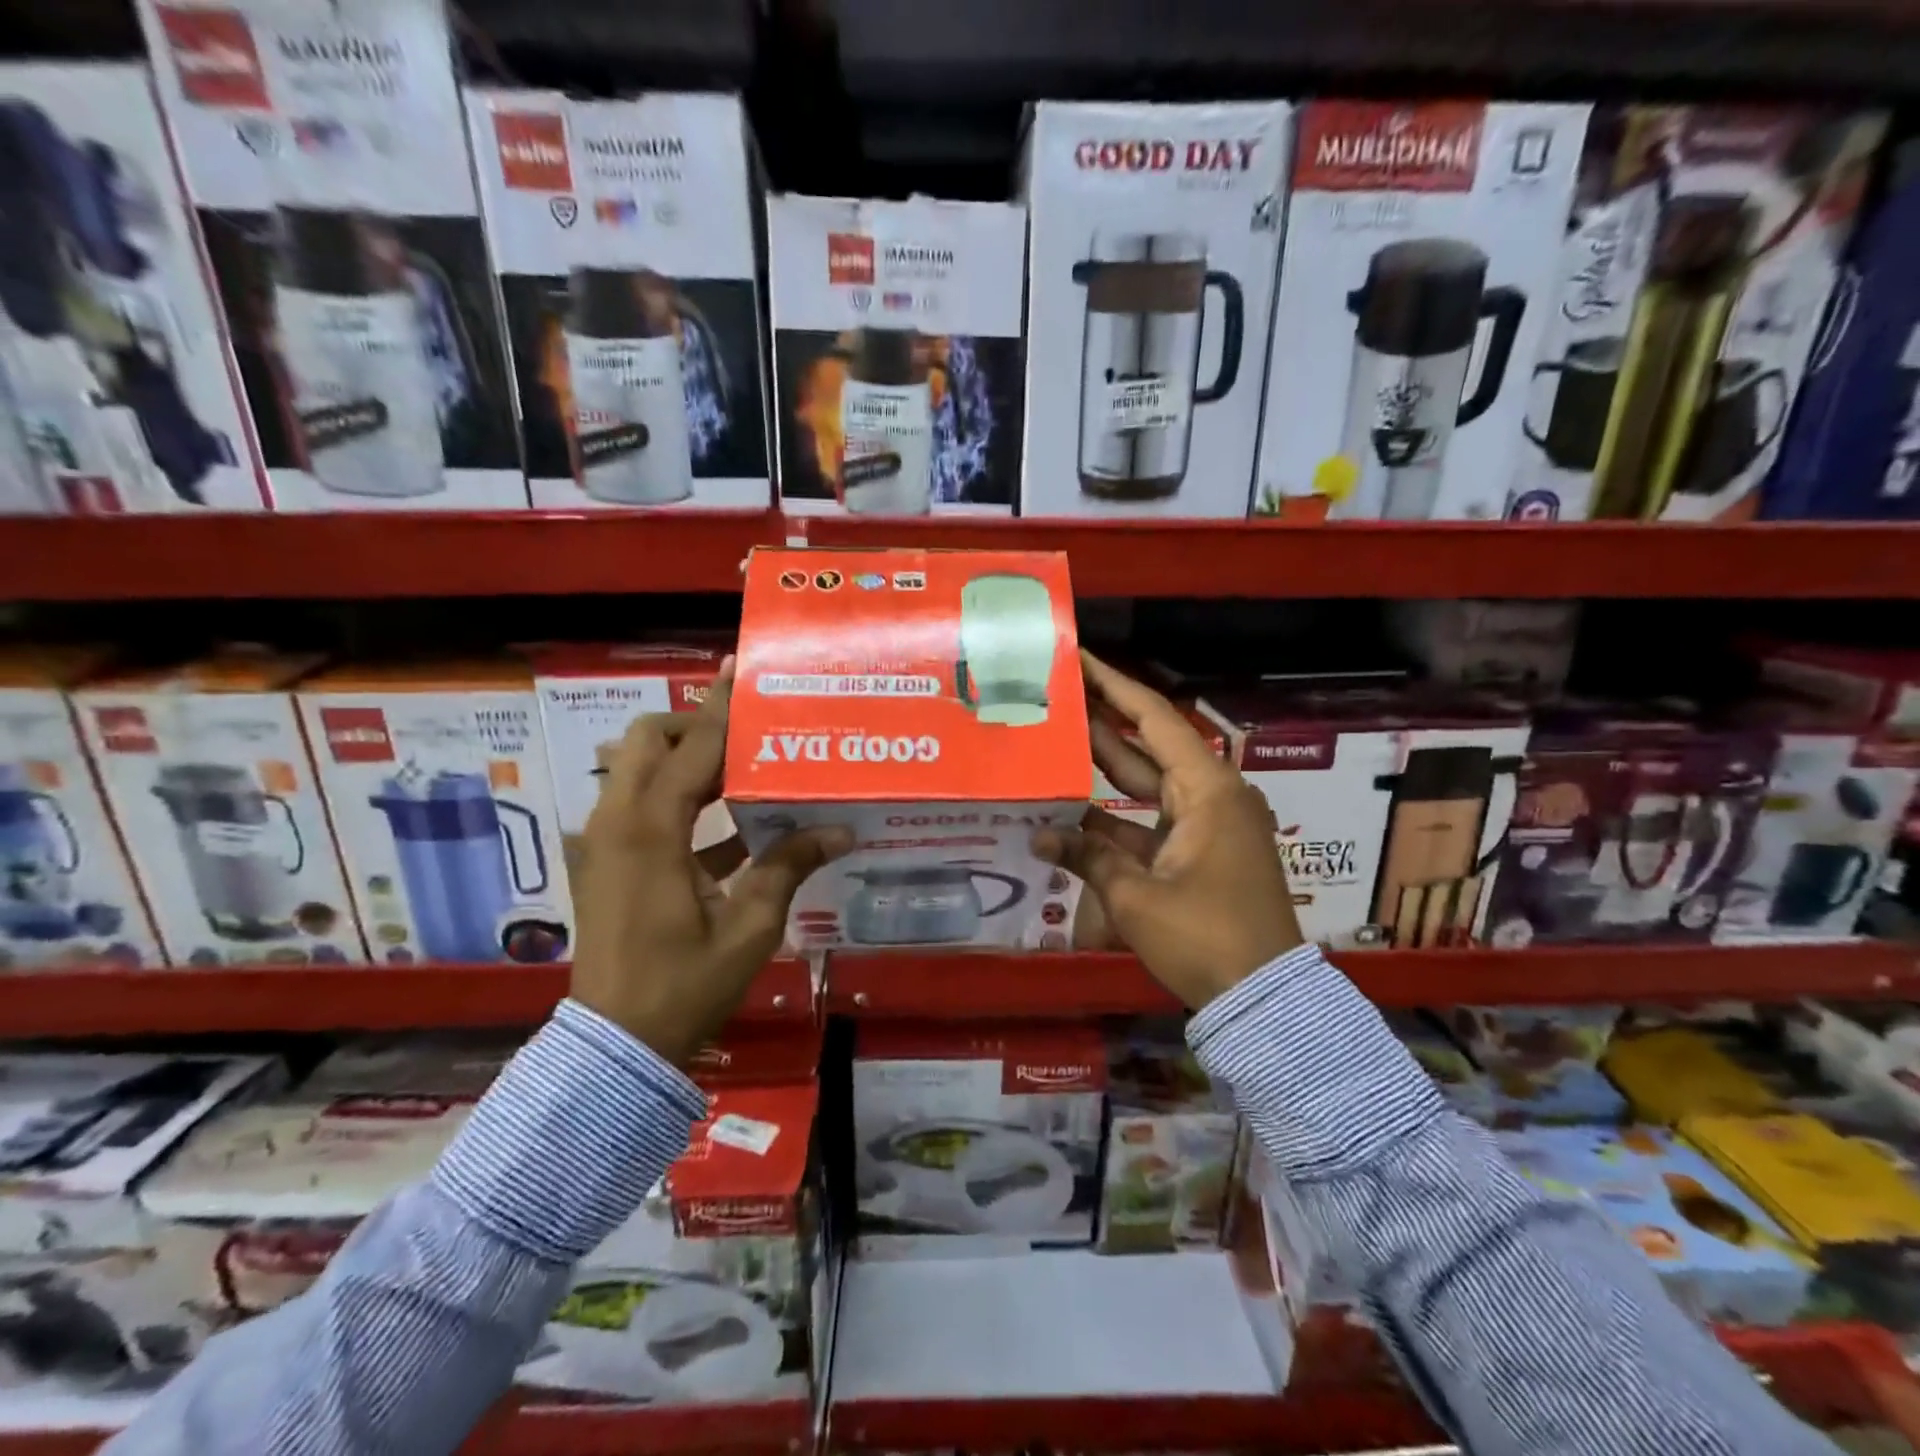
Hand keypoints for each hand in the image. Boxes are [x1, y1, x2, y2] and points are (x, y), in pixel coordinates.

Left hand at [569, 661, 850, 1062]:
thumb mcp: (749, 926)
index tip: (739, 671)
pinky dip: (681, 802)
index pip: (690, 747)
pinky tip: (736, 827)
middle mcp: (617, 823)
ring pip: (638, 771)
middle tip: (747, 736)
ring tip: (746, 768)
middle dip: (692, 727)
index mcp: (650, 830)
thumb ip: (789, 867)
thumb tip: (840, 829)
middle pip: (645, 741)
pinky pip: (642, 809)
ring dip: (686, 761)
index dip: (719, 708)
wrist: (616, 1046)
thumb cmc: (684, 985)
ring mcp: (605, 843)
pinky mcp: (608, 863)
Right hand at [1034, 652, 1301, 1008]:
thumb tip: (1040, 835)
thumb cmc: (1205, 935)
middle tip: (1057, 694)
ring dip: (1103, 770)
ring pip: (1145, 786)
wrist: (1262, 998)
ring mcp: (1205, 826)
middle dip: (1103, 721)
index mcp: (1207, 789)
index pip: (1154, 720)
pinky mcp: (1197, 853)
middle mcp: (1210, 796)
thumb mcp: (1137, 896)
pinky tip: (1069, 812)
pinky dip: (1114, 819)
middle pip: (1148, 746)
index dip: (1114, 686)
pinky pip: (1149, 822)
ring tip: (1054, 741)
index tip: (1080, 659)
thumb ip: (1086, 857)